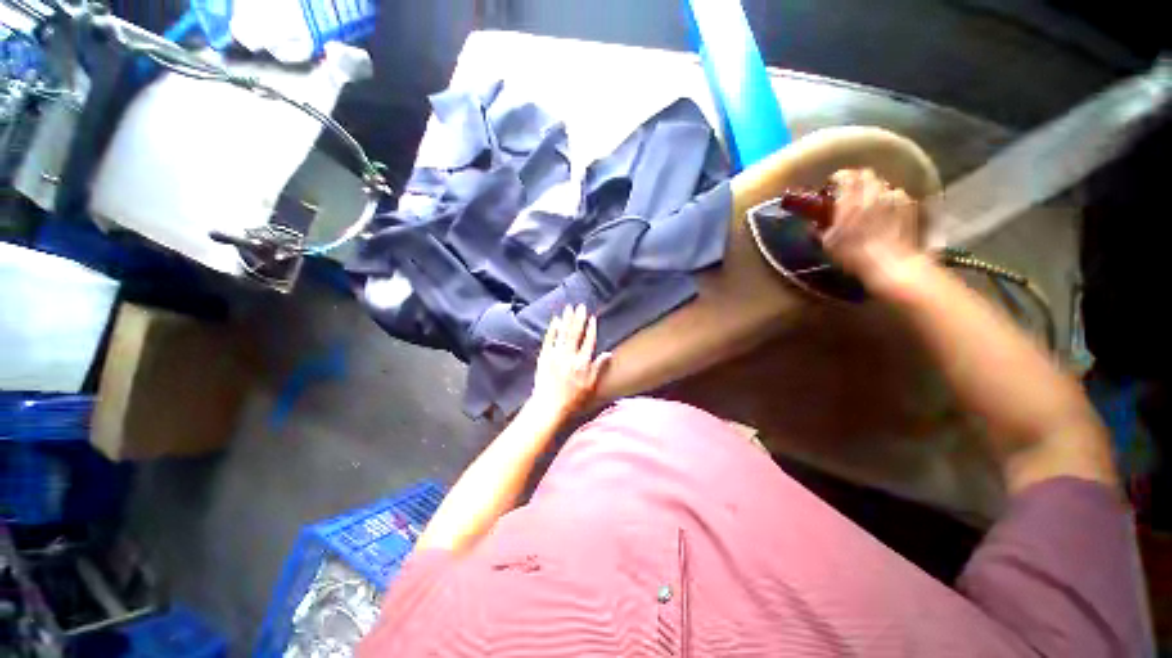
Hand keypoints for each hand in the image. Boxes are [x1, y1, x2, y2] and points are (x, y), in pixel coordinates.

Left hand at [528, 305, 611, 422]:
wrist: (549, 405)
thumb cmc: (572, 398)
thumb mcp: (591, 385)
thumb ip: (599, 367)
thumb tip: (609, 353)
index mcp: (582, 362)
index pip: (588, 341)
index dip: (591, 328)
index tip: (592, 318)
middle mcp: (569, 355)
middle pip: (575, 333)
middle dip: (579, 318)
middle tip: (580, 306)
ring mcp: (555, 355)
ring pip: (562, 333)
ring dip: (566, 319)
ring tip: (568, 308)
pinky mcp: (544, 356)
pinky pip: (549, 339)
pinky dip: (552, 329)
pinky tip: (555, 321)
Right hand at [821, 169, 922, 286]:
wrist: (890, 263)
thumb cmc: (854, 255)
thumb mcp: (829, 245)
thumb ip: (821, 230)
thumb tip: (813, 225)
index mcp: (849, 201)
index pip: (845, 176)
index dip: (839, 177)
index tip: (833, 184)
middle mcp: (871, 194)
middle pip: (866, 174)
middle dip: (858, 179)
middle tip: (852, 191)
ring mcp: (892, 198)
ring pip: (883, 183)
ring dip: (875, 189)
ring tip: (871, 201)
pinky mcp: (908, 205)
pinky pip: (898, 194)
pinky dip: (891, 198)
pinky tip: (888, 209)